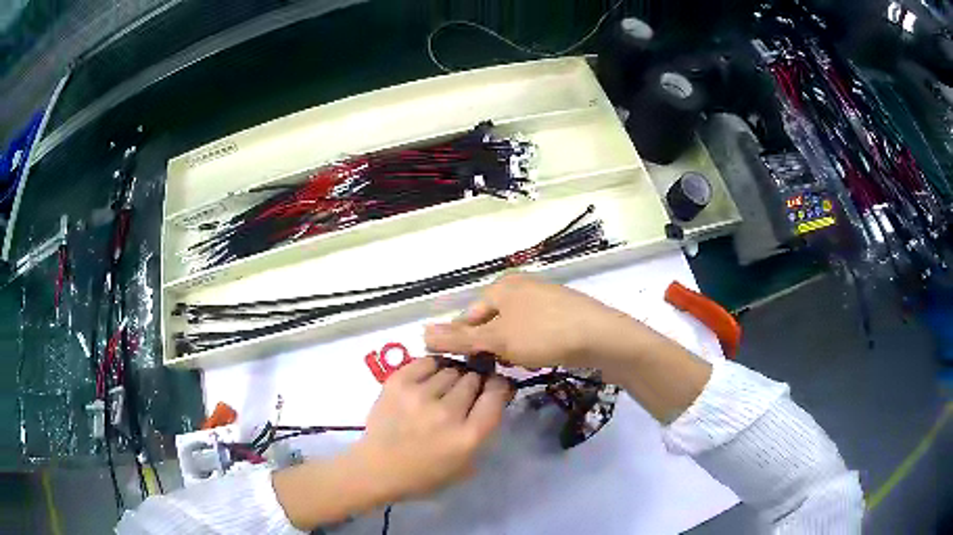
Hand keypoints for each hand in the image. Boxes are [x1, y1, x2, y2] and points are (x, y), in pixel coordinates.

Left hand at [352, 357, 512, 501]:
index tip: (496, 387)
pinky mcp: (398, 383)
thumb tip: (494, 396)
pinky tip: (432, 376)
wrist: (378, 468)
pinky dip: (434, 367)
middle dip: (476, 382)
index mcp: (468, 436)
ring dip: (454, 376)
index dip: (500, 386)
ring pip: (452, 369)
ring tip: (446, 386)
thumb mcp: (467, 464)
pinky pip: (427, 362)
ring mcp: (420, 395)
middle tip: (467, 392)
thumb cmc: (426, 474)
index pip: (496, 394)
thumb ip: (484, 431)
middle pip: (474, 378)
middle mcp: (447, 413)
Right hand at [424, 273, 667, 380]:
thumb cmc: (544, 334)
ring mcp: (544, 298)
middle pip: (492, 323)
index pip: (468, 316)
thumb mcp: (498, 339)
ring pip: (514, 329)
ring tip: (523, 364)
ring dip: (512, 350)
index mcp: (502, 286)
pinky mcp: (562, 312)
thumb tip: (421, 333)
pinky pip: (535, 331)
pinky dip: (532, 346)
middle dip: (493, 347)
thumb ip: (460, 338)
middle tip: (501, 366)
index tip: (471, 366)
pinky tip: (541, 359)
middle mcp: (521, 286)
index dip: (465, 343)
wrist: (601, 336)